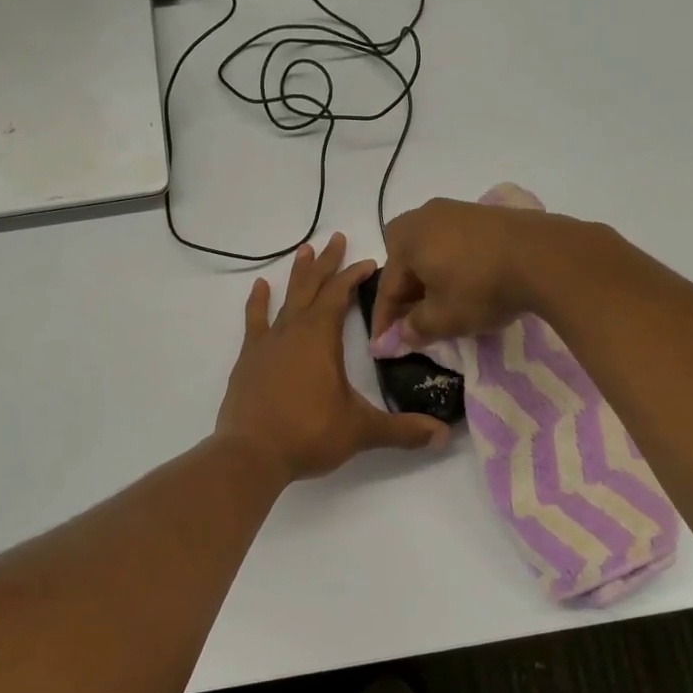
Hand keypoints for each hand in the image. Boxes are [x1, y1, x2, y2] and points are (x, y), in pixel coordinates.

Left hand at [216, 233, 448, 481]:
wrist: (250, 454)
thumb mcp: (361, 431)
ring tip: (303, 249)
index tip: (369, 262)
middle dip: (327, 263)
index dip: (353, 275)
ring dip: (297, 274)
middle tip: (336, 238)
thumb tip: (443, 436)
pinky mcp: (249, 360)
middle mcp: (293, 331)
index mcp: (321, 338)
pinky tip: (260, 286)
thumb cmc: (308, 434)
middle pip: (312, 287)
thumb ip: (403, 430)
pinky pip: (255, 321)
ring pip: (285, 298)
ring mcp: (267, 343)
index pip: (339, 294)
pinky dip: (258, 302)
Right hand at [369, 197, 583, 348]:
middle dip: (405, 291)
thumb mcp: (444, 319)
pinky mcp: (484, 213)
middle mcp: (425, 216)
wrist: (545, 256)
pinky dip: (453, 264)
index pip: (388, 286)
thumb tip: (403, 333)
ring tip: (440, 303)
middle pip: (405, 261)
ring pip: (431, 250)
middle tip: (411, 319)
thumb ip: (416, 328)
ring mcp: (456, 210)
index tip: (384, 345)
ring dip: (430, 277)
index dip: (385, 320)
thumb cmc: (481, 288)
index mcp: (406, 238)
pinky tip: (467, 282)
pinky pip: (455, 242)